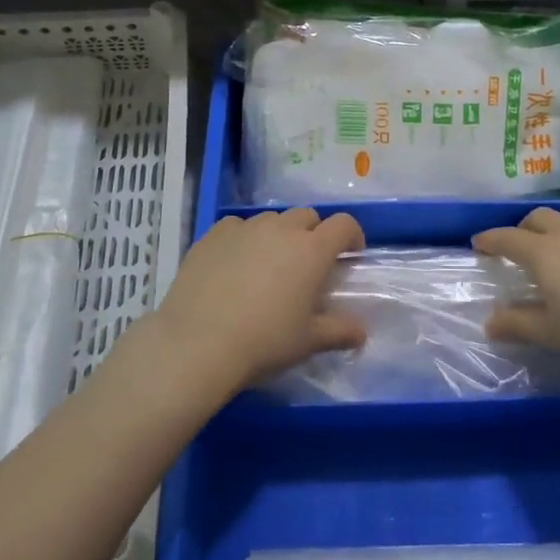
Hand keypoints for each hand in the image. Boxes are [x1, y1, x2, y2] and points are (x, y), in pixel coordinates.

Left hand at [150, 207, 367, 394]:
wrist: (198, 343)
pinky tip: (235, 265)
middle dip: (313, 233)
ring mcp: (245, 227)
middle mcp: (281, 229)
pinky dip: (244, 239)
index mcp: (312, 250)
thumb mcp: (308, 341)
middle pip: (307, 216)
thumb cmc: (264, 341)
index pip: (344, 224)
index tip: (350, 254)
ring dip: (278, 235)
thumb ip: (340, 332)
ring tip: (268, 265)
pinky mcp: (214, 234)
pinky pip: (238, 226)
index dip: (352, 235)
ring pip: (272, 220)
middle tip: (307, 265)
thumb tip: (361, 334)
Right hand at [473, 208, 559, 366]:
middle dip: (521, 228)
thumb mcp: (553, 331)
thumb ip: (518, 325)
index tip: (478, 242)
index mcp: (542, 252)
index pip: (507, 237)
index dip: (490, 239)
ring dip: (553, 229)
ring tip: (555, 249)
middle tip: (517, 246)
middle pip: (537, 218)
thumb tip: (489, 322)